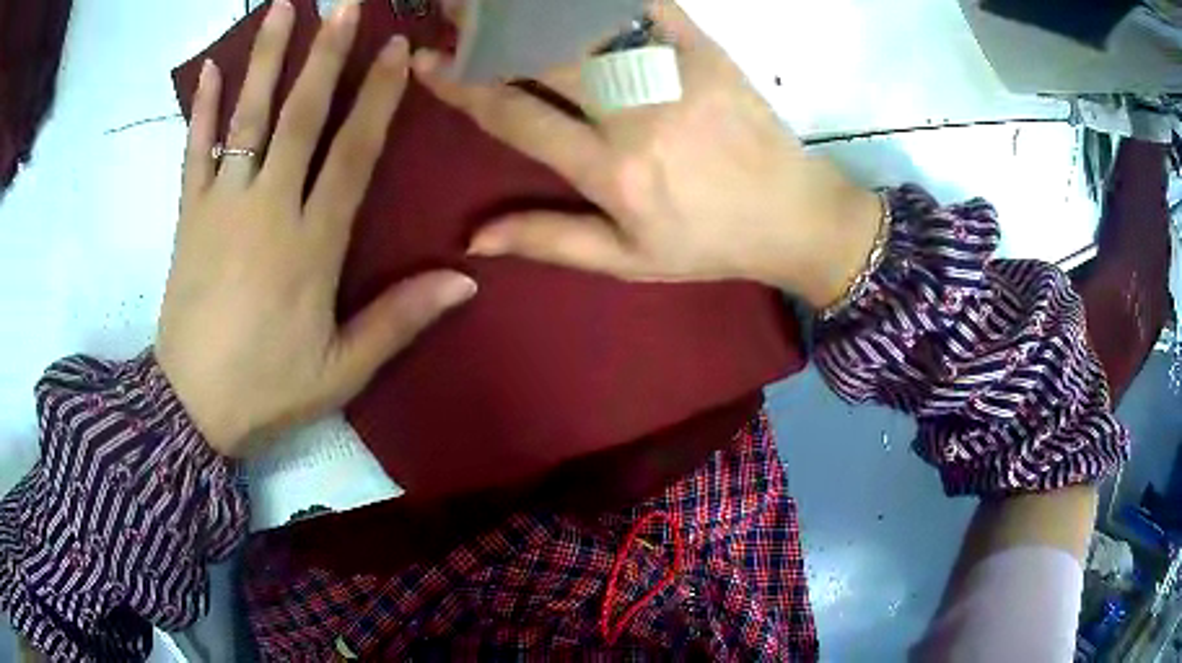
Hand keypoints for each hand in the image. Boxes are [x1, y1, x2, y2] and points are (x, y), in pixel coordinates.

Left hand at [157, 0, 476, 457]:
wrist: (191, 407)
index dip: (378, 99)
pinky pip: (194, 151)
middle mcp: (268, 209)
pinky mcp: (188, 216)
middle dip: (325, 56)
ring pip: (247, 119)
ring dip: (264, 60)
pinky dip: (201, 108)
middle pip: (301, 117)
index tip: (395, 49)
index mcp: (311, 245)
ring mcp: (222, 206)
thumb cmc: (268, 390)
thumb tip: (465, 281)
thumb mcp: (342, 369)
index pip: (353, 154)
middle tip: (343, 5)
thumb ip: (399, 320)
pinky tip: (210, 68)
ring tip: (280, 9)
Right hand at [413, 0, 881, 307]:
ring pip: (587, 24)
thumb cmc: (709, 243)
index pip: (514, 115)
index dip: (462, 85)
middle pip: (543, 55)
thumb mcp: (627, 259)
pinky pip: (648, 6)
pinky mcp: (706, 50)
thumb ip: (549, 239)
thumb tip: (473, 239)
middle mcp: (634, 113)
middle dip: (487, 29)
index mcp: (610, 170)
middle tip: (455, 10)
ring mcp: (674, 73)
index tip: (427, 61)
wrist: (793, 216)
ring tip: (503, 3)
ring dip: (535, 8)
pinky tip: (575, 1)